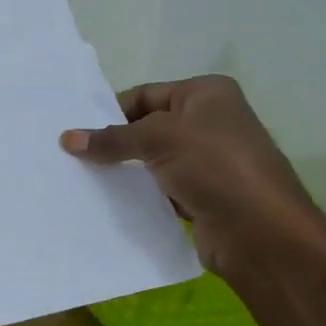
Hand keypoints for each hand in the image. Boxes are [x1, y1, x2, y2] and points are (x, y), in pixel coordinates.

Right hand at [59, 76, 325, 280]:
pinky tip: (107, 202)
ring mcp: (206, 162)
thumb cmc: (214, 166)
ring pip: (150, 161)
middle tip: (70, 156)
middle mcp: (209, 122)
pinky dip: (137, 194)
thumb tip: (67, 139)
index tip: (74, 131)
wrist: (259, 231)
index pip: (145, 94)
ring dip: (122, 171)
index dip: (110, 111)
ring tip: (80, 179)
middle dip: (113, 142)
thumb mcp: (158, 139)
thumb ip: (111, 138)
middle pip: (146, 127)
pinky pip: (159, 189)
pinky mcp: (200, 196)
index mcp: (207, 94)